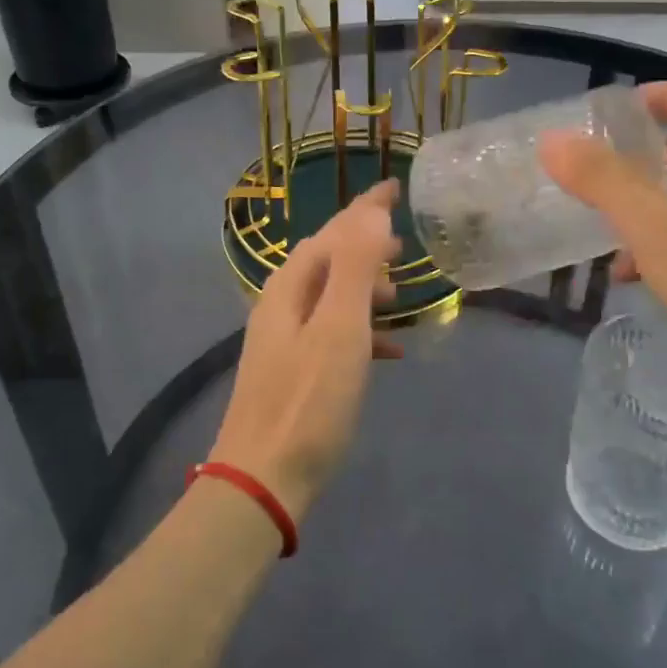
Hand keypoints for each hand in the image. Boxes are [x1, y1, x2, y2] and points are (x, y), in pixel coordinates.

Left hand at [208, 180, 401, 521]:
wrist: (263, 479)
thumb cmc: (308, 400)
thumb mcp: (340, 328)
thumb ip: (355, 266)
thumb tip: (371, 211)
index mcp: (290, 287)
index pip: (333, 231)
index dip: (365, 208)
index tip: (395, 188)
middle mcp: (281, 305)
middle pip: (328, 259)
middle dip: (365, 246)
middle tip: (403, 245)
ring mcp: (284, 339)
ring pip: (330, 295)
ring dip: (365, 286)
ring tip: (400, 293)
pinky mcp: (293, 371)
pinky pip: (332, 332)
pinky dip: (361, 328)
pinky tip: (389, 348)